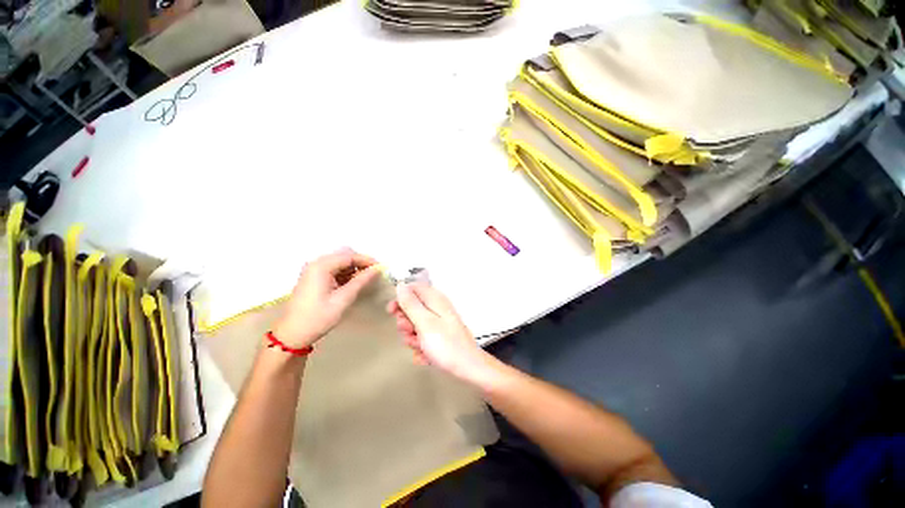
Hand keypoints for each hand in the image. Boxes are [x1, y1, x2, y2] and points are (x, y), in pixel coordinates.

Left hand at [272, 248, 379, 348]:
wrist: (293, 334)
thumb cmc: (318, 317)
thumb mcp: (343, 299)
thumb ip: (361, 281)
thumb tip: (377, 269)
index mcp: (321, 266)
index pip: (349, 256)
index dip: (367, 260)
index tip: (381, 267)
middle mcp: (316, 263)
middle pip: (344, 255)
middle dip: (360, 263)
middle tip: (373, 274)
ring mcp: (313, 269)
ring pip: (339, 261)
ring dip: (353, 268)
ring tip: (364, 280)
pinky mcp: (313, 276)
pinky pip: (333, 268)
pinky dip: (344, 273)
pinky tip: (351, 283)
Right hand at [387, 283, 497, 384]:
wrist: (466, 367)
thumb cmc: (447, 345)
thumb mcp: (425, 322)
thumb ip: (410, 304)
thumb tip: (401, 286)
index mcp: (434, 299)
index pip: (412, 288)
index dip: (400, 298)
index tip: (392, 311)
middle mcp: (436, 308)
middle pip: (410, 309)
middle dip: (406, 323)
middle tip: (412, 332)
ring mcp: (437, 322)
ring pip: (413, 326)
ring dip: (412, 338)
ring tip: (421, 345)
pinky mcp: (437, 335)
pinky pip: (421, 337)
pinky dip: (420, 346)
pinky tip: (426, 354)